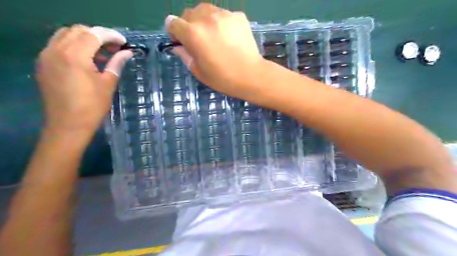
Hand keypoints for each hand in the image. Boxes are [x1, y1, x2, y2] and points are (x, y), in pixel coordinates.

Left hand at [36, 24, 132, 133]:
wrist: (68, 125)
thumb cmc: (93, 106)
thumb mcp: (108, 83)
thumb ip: (116, 63)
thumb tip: (127, 53)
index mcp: (75, 55)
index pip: (93, 34)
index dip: (111, 35)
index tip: (124, 43)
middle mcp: (56, 50)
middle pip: (78, 30)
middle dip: (98, 35)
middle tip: (115, 47)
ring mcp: (46, 56)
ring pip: (66, 35)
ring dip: (85, 39)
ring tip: (102, 52)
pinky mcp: (44, 64)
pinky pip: (58, 45)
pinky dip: (74, 46)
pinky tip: (87, 59)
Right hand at [165, 3, 264, 98]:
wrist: (250, 75)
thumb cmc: (222, 78)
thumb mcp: (198, 71)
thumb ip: (185, 55)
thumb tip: (178, 47)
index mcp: (193, 33)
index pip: (172, 22)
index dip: (173, 32)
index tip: (180, 41)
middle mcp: (206, 18)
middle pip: (189, 13)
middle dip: (188, 25)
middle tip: (198, 40)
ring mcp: (224, 14)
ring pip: (206, 10)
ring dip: (204, 21)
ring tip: (213, 36)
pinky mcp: (238, 16)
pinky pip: (223, 15)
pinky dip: (221, 23)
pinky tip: (229, 37)